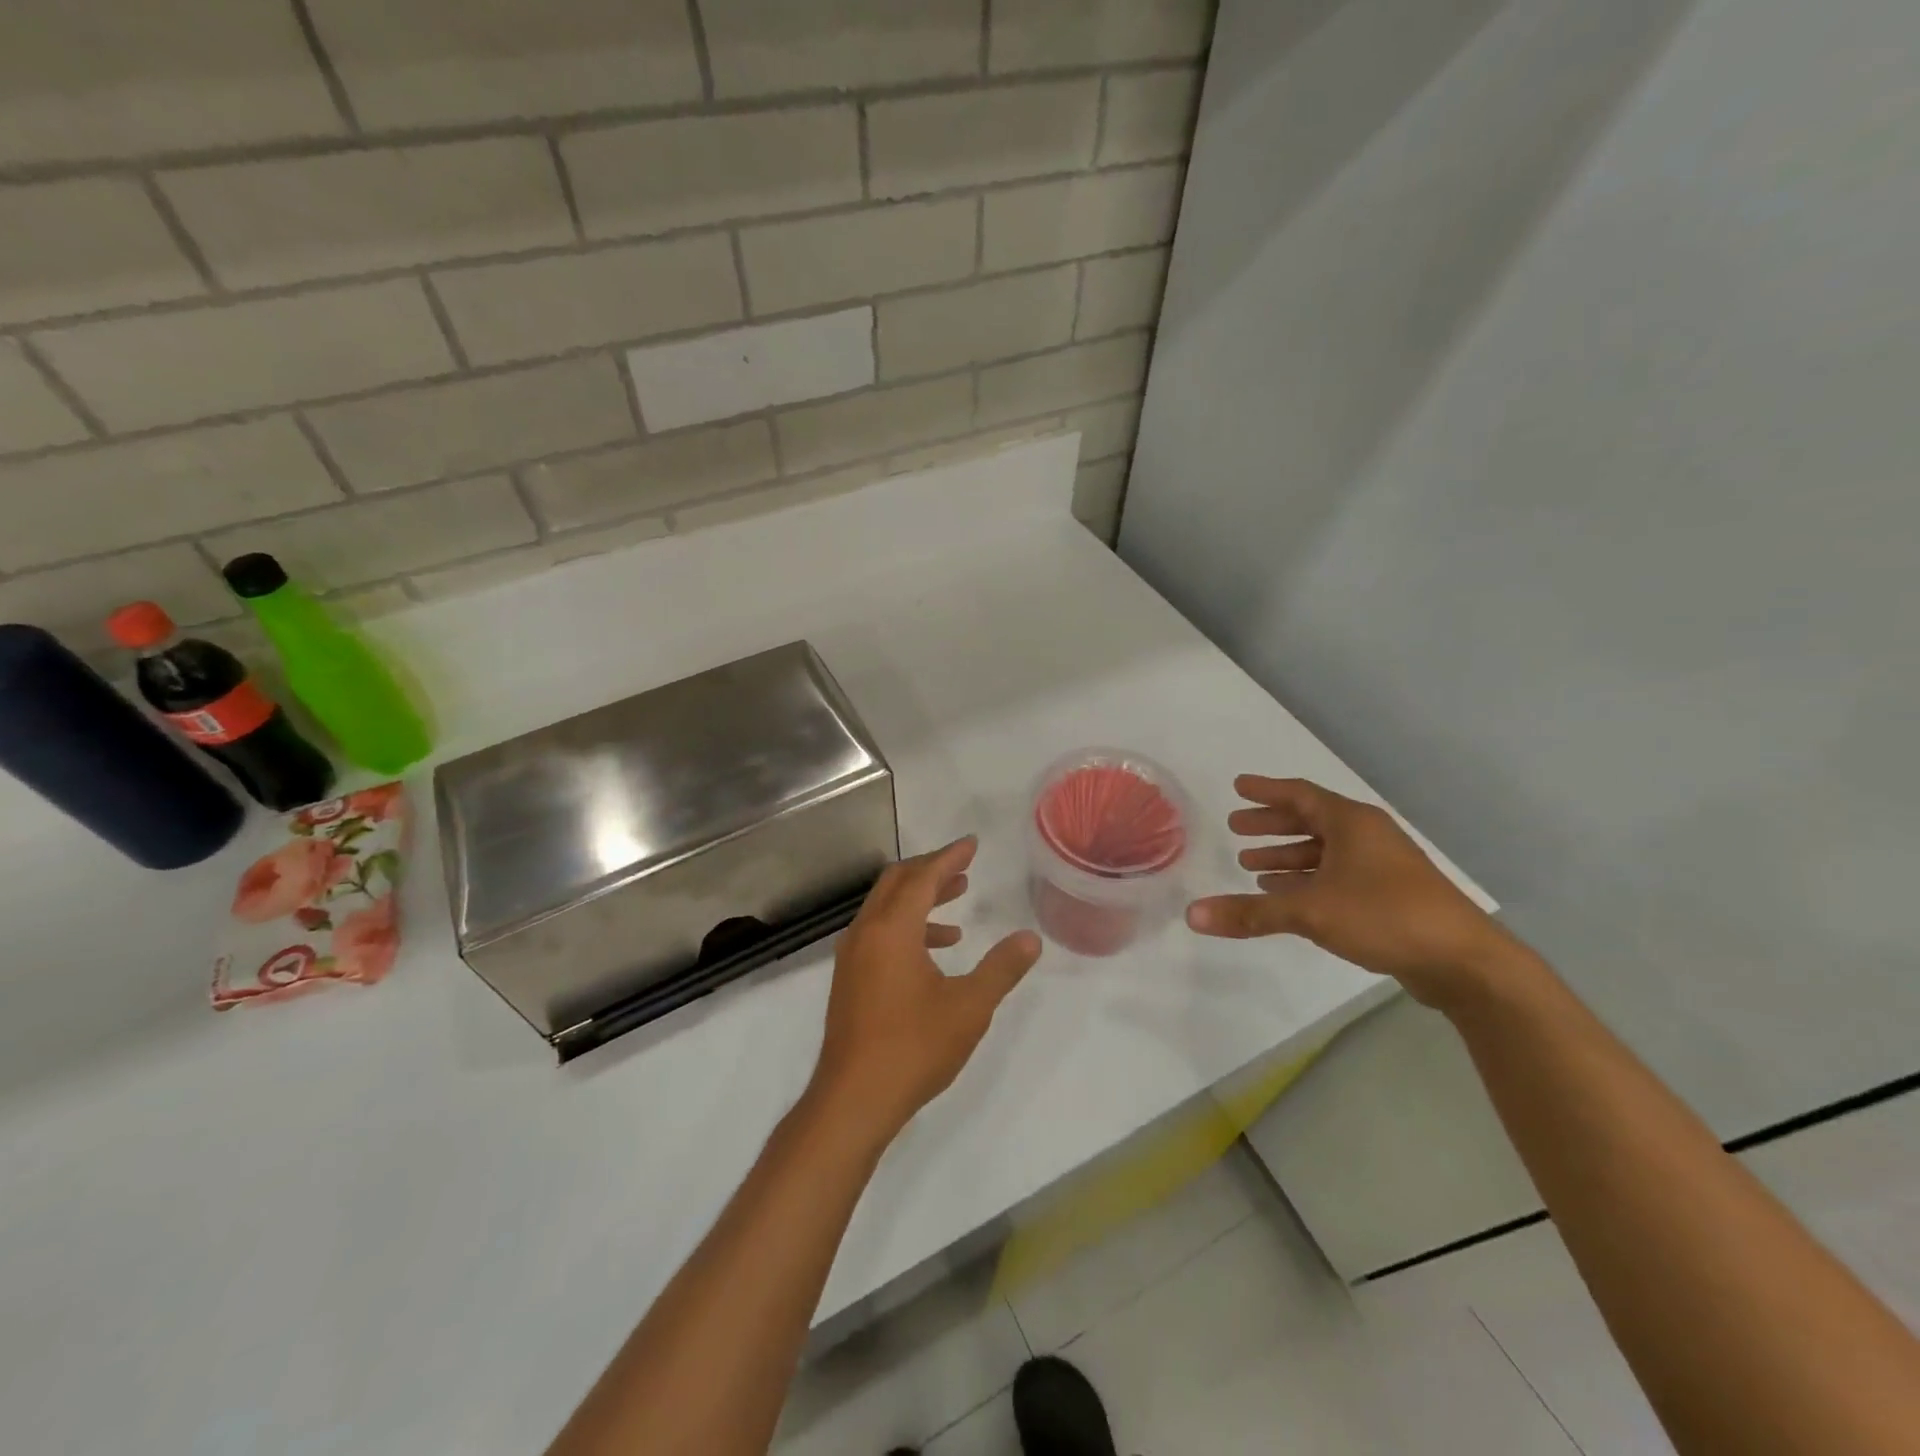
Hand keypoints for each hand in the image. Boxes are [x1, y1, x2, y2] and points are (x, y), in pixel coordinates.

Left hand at [810, 838, 1041, 1139]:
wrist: (853, 1099)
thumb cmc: (913, 1047)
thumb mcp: (969, 1007)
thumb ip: (1001, 969)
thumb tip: (1030, 939)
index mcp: (892, 929)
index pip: (922, 877)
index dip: (949, 857)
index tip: (972, 843)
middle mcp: (866, 932)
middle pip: (897, 882)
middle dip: (931, 870)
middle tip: (964, 868)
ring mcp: (852, 956)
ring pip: (886, 907)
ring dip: (920, 899)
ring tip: (958, 903)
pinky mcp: (849, 978)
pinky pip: (879, 932)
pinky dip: (907, 927)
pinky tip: (936, 950)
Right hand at [1186, 777, 1517, 1006]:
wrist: (1463, 961)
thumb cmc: (1385, 916)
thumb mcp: (1310, 911)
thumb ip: (1250, 912)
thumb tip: (1192, 915)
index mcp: (1352, 823)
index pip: (1300, 794)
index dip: (1265, 790)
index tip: (1238, 786)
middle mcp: (1366, 836)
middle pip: (1310, 820)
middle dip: (1271, 824)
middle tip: (1236, 827)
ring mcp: (1381, 865)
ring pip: (1323, 850)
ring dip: (1287, 855)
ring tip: (1252, 864)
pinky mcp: (1388, 894)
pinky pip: (1336, 874)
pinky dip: (1306, 878)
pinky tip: (1286, 894)